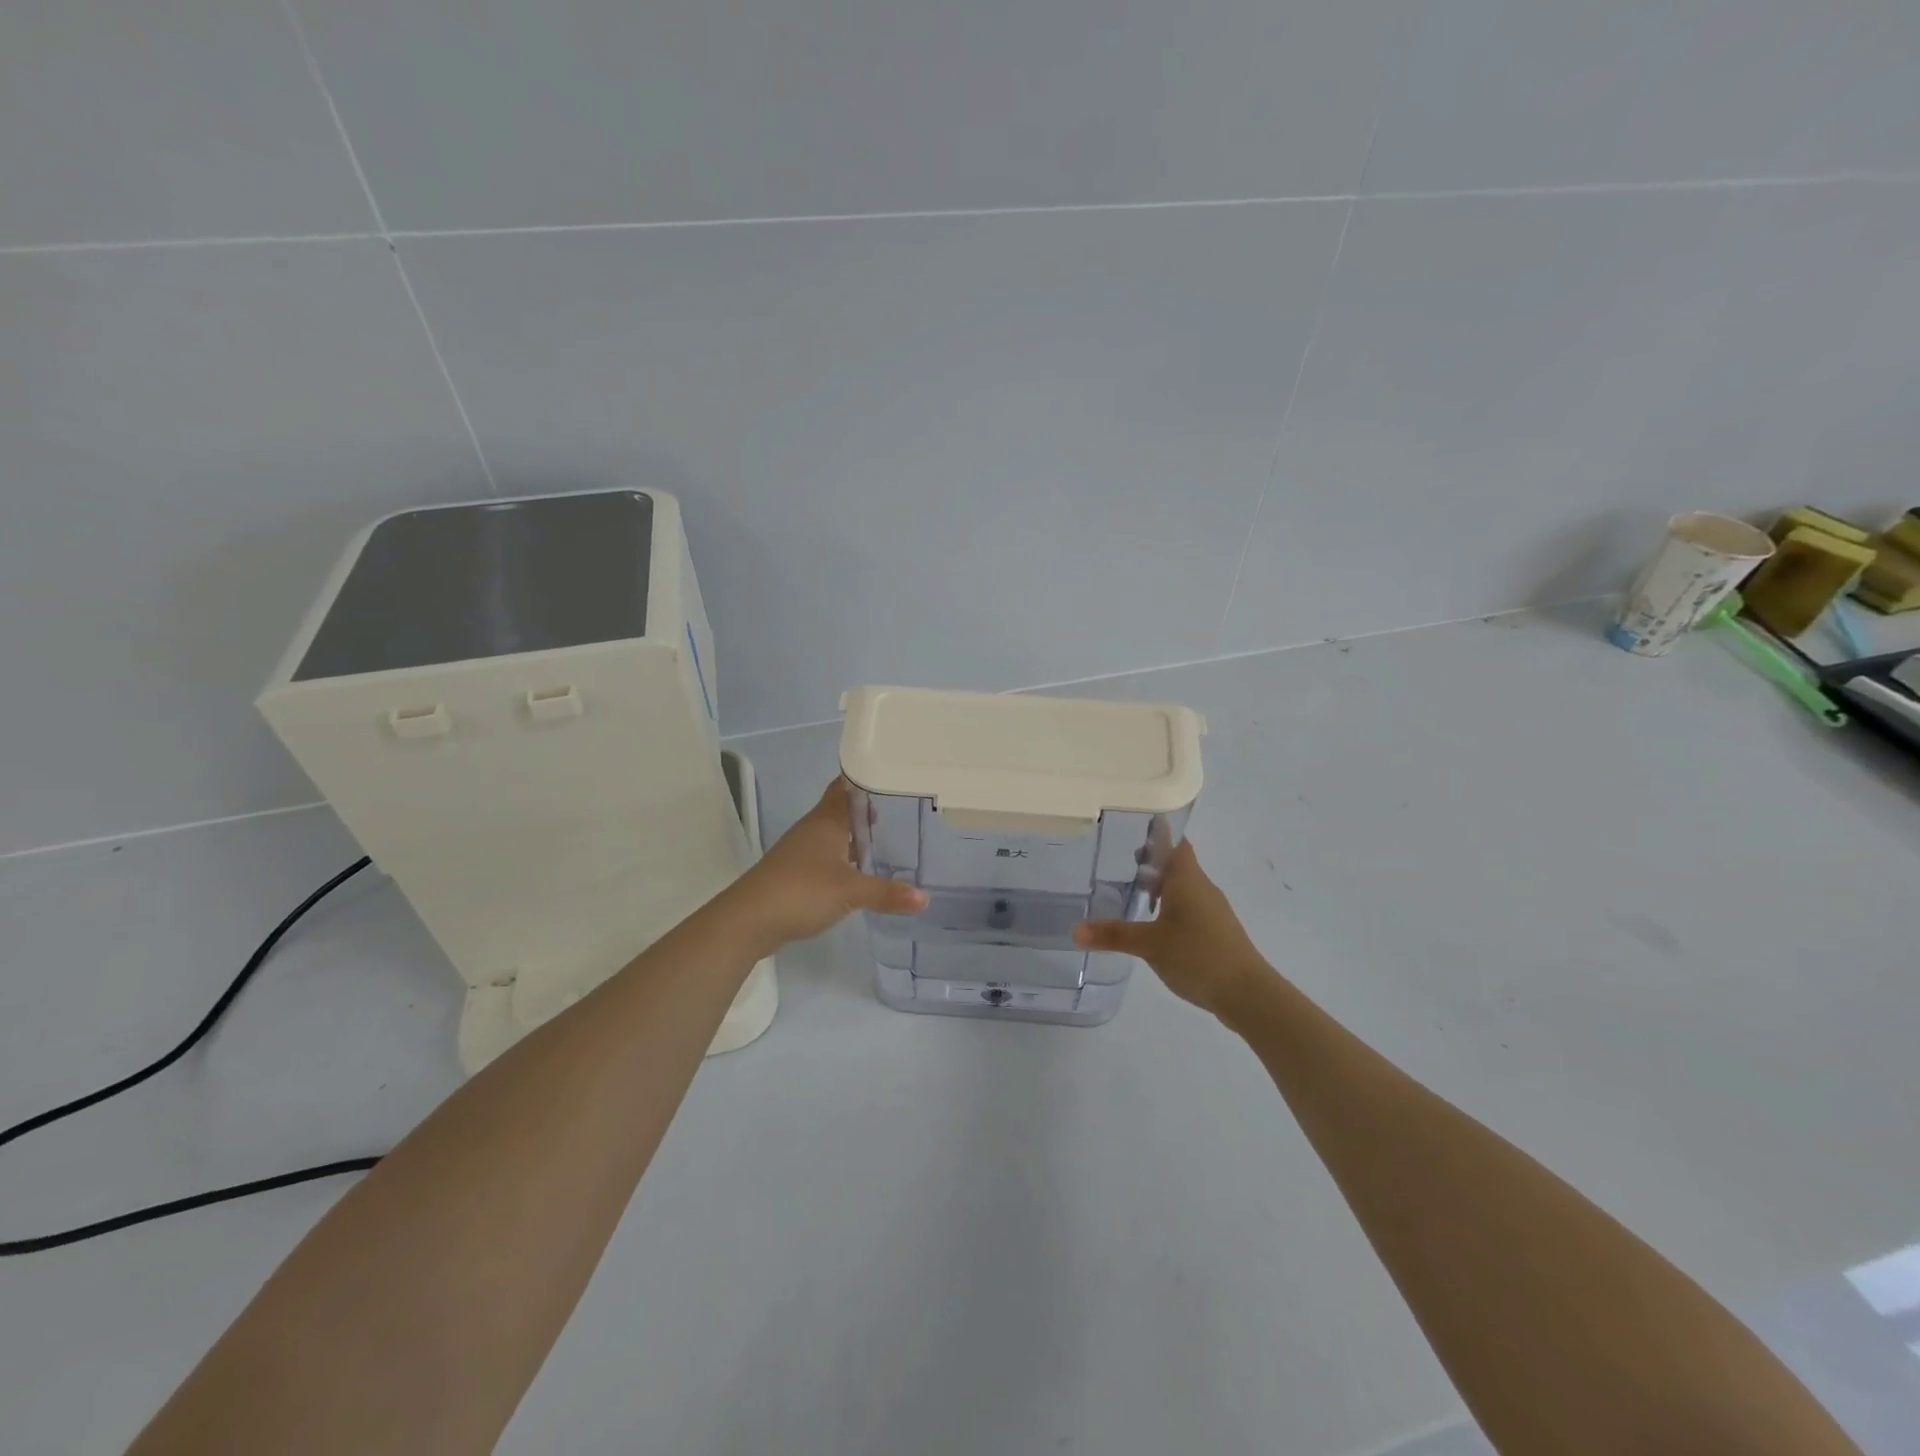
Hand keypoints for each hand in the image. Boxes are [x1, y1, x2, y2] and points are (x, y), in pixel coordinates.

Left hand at [729, 779, 926, 953]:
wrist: (748, 920)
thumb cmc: (800, 891)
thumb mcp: (850, 892)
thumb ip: (887, 893)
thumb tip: (926, 898)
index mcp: (826, 820)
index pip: (848, 785)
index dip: (870, 778)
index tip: (899, 776)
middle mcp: (815, 828)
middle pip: (846, 809)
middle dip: (874, 808)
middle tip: (911, 809)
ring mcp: (804, 850)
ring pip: (838, 833)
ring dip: (861, 835)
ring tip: (897, 838)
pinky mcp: (799, 873)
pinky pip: (831, 856)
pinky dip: (850, 858)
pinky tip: (867, 870)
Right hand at [1073, 839, 1272, 1017]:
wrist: (1248, 993)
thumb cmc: (1198, 955)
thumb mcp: (1149, 944)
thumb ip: (1113, 935)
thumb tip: (1074, 930)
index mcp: (1187, 879)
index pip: (1174, 842)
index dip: (1156, 832)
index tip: (1132, 826)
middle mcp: (1202, 887)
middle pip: (1177, 863)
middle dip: (1152, 860)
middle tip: (1120, 861)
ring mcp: (1213, 910)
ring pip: (1183, 887)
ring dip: (1161, 885)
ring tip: (1133, 891)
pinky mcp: (1217, 931)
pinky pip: (1190, 907)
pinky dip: (1171, 906)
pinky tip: (1155, 924)